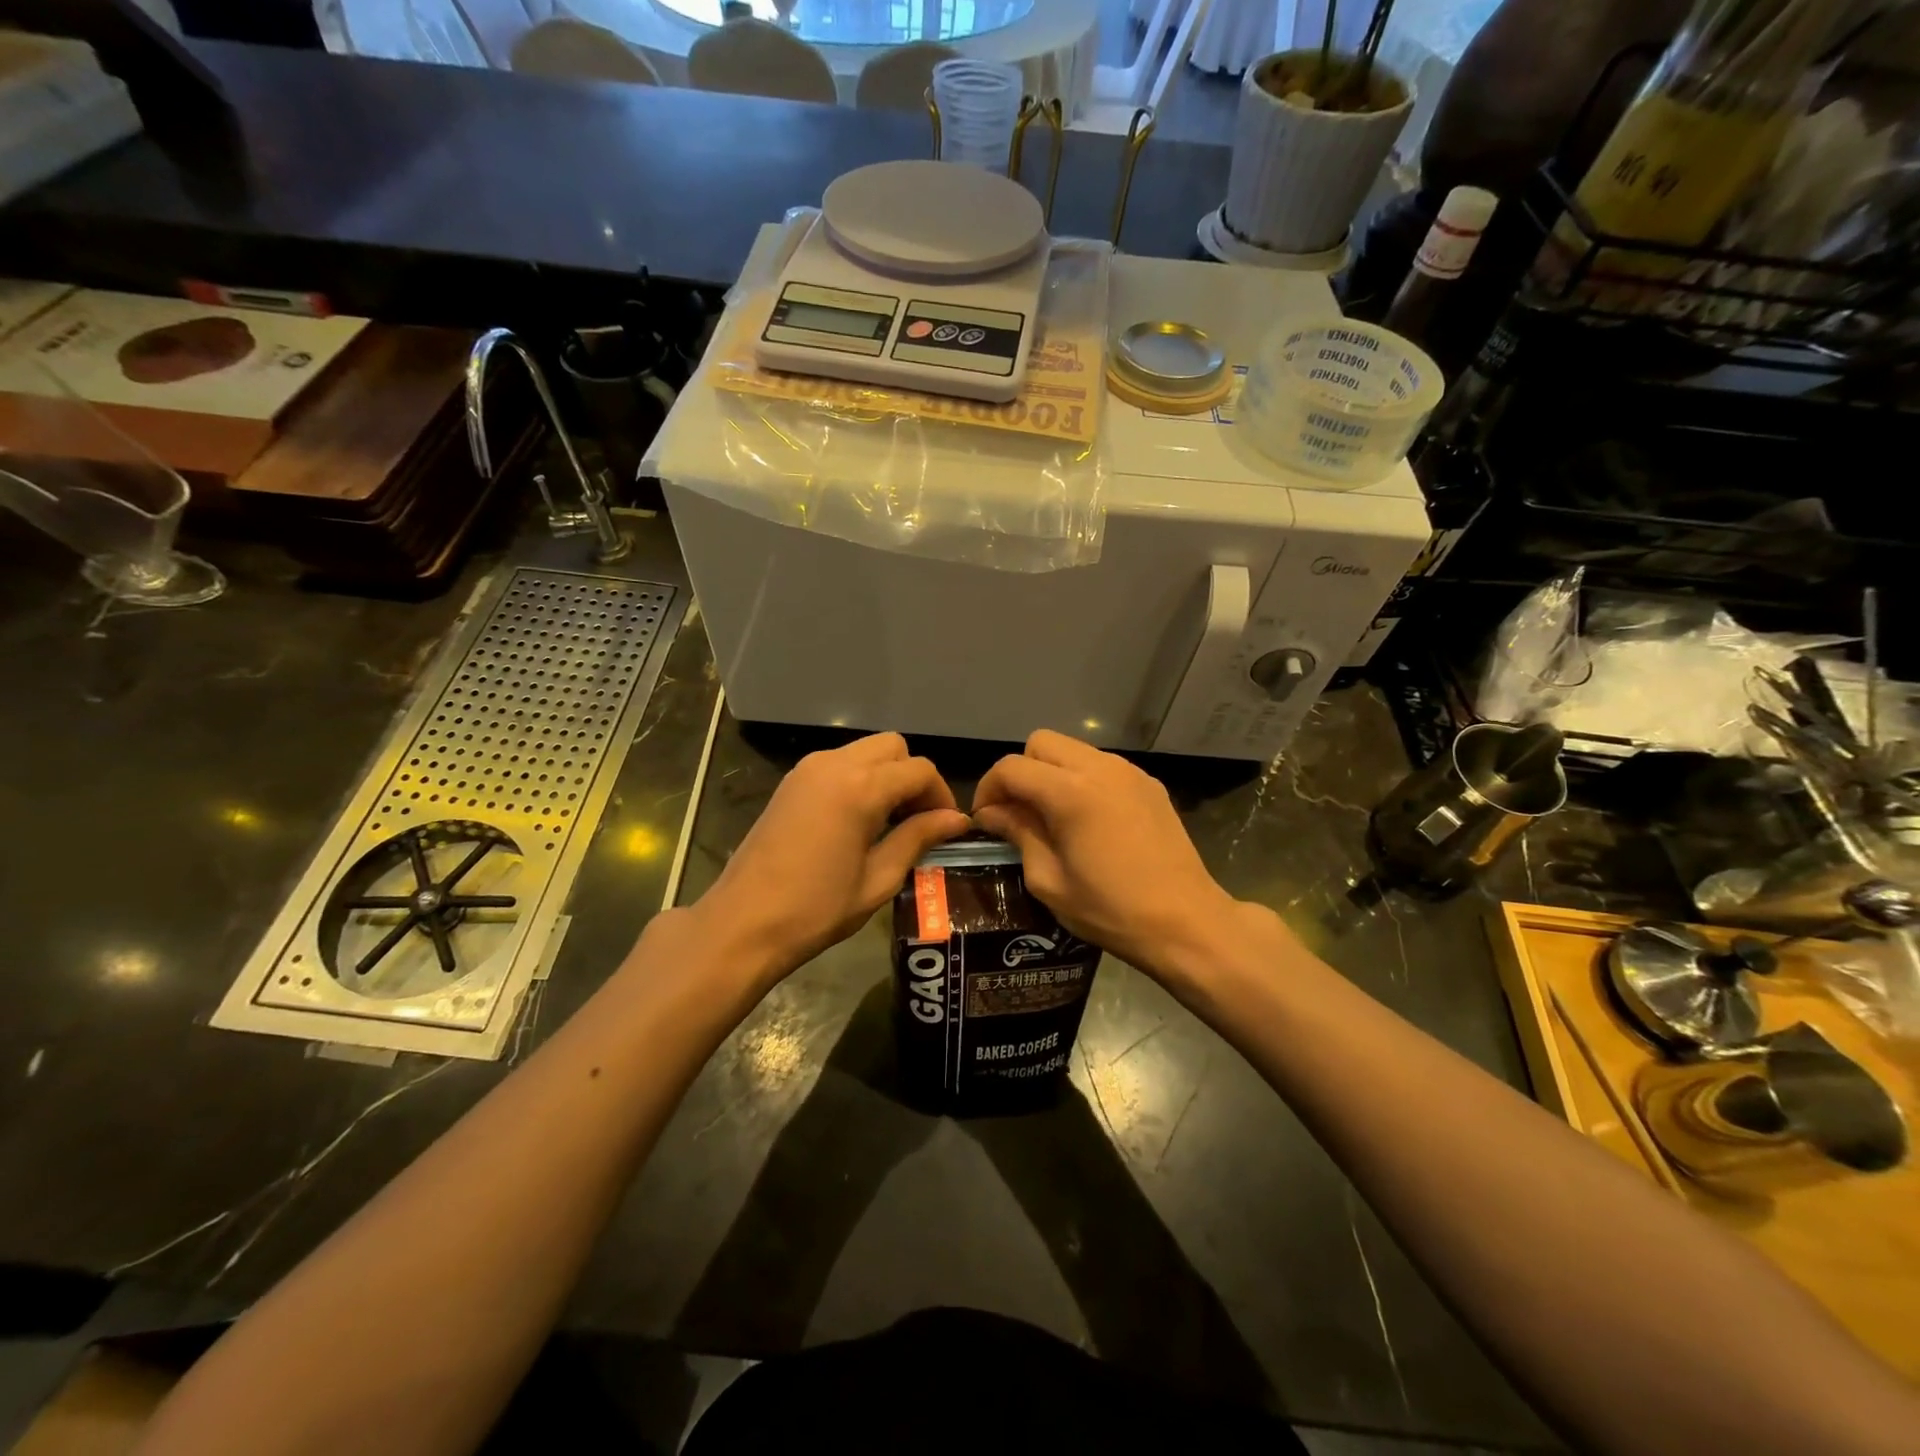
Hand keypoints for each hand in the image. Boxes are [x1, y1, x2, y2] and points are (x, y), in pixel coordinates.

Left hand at [694, 733, 968, 981]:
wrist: (743, 922)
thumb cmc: (816, 909)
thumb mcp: (878, 878)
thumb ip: (918, 838)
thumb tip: (957, 820)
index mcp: (861, 788)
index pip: (919, 770)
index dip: (941, 795)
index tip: (947, 827)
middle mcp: (835, 764)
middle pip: (893, 747)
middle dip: (913, 777)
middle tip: (918, 820)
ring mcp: (808, 769)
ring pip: (865, 751)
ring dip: (886, 776)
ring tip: (890, 822)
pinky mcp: (791, 781)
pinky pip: (839, 763)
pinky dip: (859, 778)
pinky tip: (858, 819)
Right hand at [971, 730, 1243, 977]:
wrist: (1185, 922)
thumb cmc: (1110, 909)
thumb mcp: (1049, 880)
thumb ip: (1019, 834)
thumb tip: (993, 813)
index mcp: (1070, 792)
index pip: (1012, 767)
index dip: (989, 788)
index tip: (985, 819)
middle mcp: (1100, 768)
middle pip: (1041, 742)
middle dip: (1021, 771)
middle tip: (1018, 812)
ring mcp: (1129, 772)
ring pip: (1073, 750)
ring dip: (1052, 773)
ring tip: (1053, 816)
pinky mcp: (1149, 784)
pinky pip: (1102, 766)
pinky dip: (1083, 780)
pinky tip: (1089, 820)